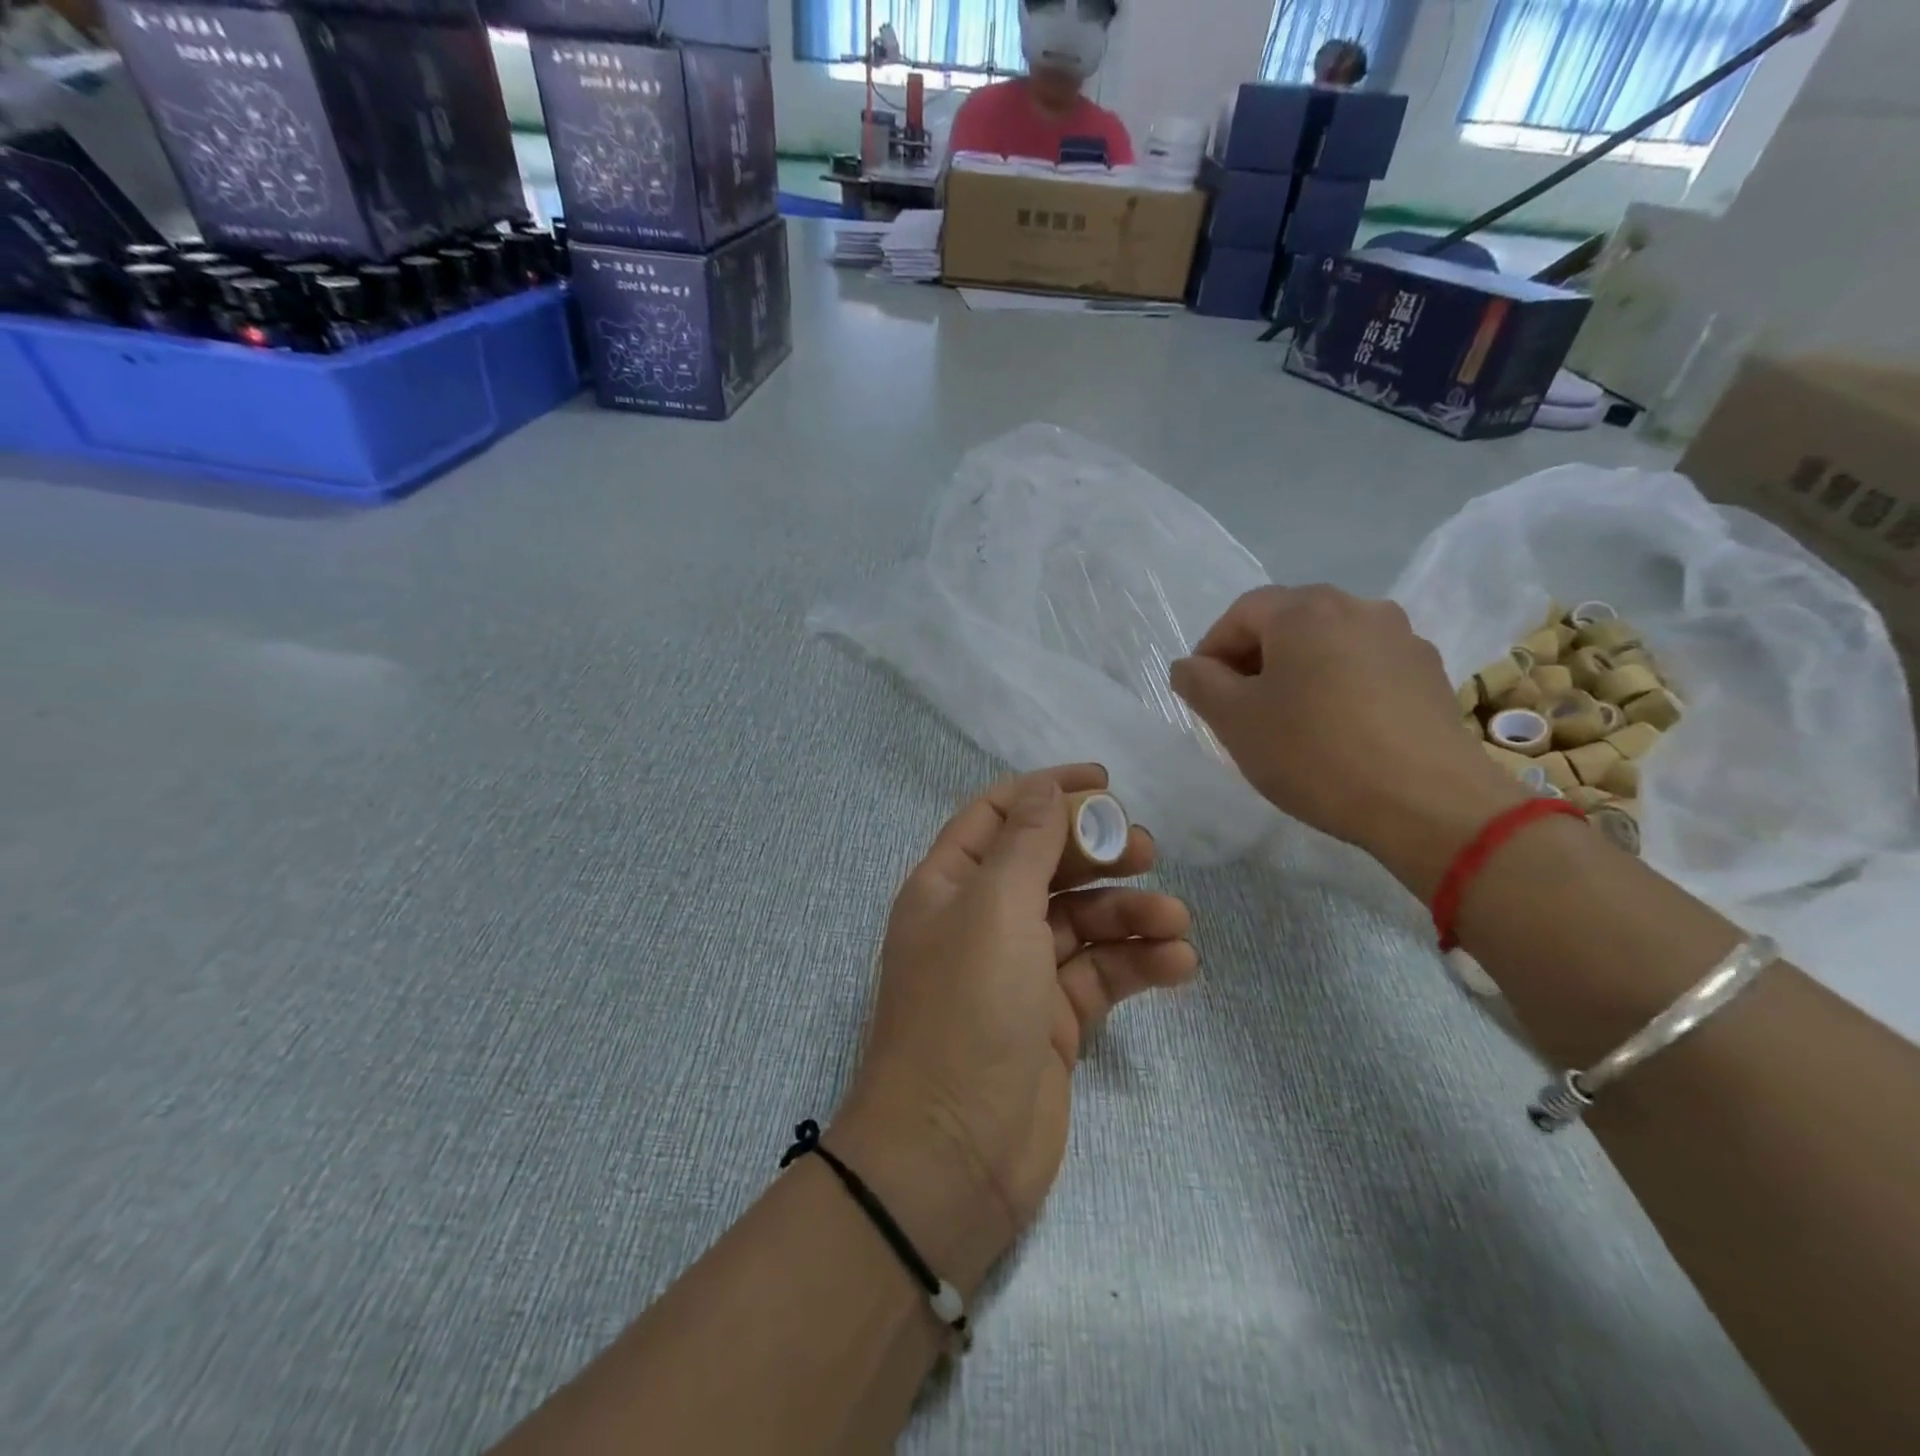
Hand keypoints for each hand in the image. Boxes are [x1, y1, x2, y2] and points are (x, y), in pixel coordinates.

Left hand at [833, 765, 1196, 1292]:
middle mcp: (981, 920)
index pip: (999, 814)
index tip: (1106, 783)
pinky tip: (1179, 964)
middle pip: (1047, 864)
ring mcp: (1019, 971)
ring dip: (1131, 914)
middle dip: (1098, 852)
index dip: (1048, 791)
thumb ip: (1026, 844)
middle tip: (1149, 852)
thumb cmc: (966, 1011)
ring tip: (1176, 921)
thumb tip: (1047, 789)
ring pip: (1083, 921)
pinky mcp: (1053, 1019)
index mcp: (950, 884)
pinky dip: (1138, 965)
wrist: (953, 1155)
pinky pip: (1101, 975)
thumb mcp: (994, 909)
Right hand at [1169, 586, 1526, 896]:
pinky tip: (1337, 730)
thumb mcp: (1234, 720)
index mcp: (1305, 610)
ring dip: (1297, 672)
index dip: (1212, 649)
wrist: (1427, 802)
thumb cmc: (1314, 752)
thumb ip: (1199, 682)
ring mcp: (1402, 638)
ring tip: (1288, 720)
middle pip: (1288, 622)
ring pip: (1328, 644)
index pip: (1241, 613)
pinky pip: (1365, 667)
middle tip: (1239, 707)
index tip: (1202, 692)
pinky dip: (1338, 686)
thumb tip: (1189, 666)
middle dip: (1254, 659)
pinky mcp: (1429, 674)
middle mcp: (1358, 607)